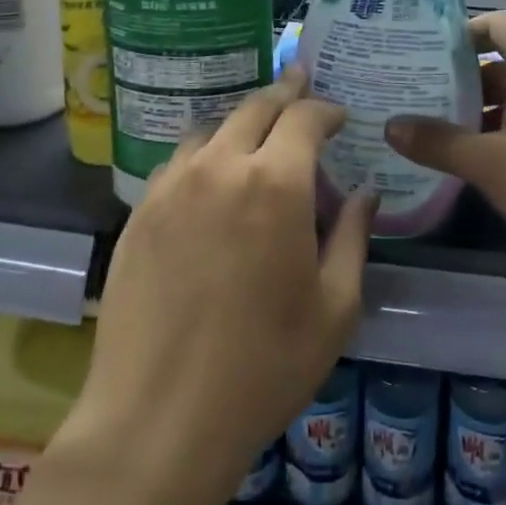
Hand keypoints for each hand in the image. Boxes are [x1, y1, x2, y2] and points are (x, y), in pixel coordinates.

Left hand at [71, 66, 377, 494]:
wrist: (158, 420)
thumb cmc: (263, 367)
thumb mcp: (335, 308)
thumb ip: (354, 237)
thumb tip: (365, 193)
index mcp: (276, 183)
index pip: (305, 117)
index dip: (325, 109)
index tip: (339, 116)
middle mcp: (221, 166)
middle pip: (255, 107)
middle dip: (285, 92)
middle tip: (300, 84)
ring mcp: (173, 186)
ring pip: (212, 128)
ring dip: (242, 122)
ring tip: (257, 135)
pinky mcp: (140, 211)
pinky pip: (179, 162)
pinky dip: (205, 153)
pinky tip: (211, 179)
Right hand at [385, 10, 505, 260]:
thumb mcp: (492, 163)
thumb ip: (439, 143)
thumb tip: (390, 126)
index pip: (495, 24)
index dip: (458, 32)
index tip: (421, 52)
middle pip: (500, 63)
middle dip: (458, 79)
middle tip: (412, 93)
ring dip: (478, 112)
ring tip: (432, 129)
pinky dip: (502, 135)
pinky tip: (475, 162)